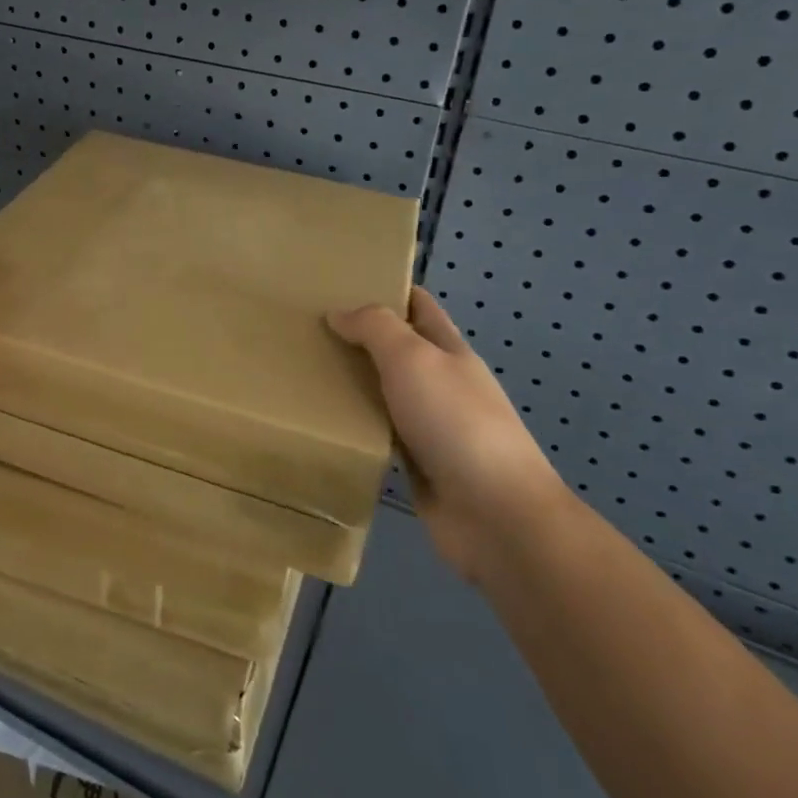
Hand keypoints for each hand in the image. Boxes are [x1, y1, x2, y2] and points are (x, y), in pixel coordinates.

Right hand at [328, 289, 569, 580]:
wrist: (496, 516)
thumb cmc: (456, 422)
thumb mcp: (413, 358)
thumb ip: (375, 328)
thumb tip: (338, 313)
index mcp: (449, 351)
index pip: (419, 307)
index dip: (387, 290)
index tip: (340, 282)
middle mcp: (440, 384)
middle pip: (396, 350)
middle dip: (357, 337)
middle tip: (304, 328)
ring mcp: (430, 427)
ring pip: (383, 393)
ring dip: (351, 383)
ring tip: (301, 371)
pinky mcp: (416, 465)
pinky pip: (378, 434)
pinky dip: (354, 425)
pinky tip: (320, 421)